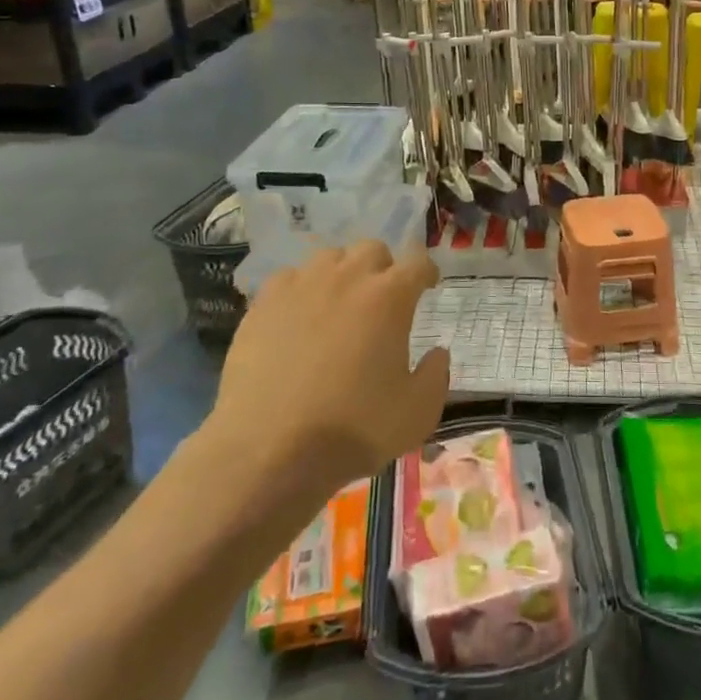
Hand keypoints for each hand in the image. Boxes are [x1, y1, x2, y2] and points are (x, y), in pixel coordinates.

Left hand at [207, 242, 448, 495]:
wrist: (269, 450)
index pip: (417, 262)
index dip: (426, 272)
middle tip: (383, 298)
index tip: (428, 286)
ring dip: (342, 272)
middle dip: (384, 267)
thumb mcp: (417, 413)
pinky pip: (289, 278)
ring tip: (340, 303)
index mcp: (390, 297)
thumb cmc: (353, 429)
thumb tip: (438, 353)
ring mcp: (301, 286)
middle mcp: (347, 278)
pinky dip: (301, 289)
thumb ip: (435, 376)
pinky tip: (299, 316)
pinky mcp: (263, 304)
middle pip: (372, 249)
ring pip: (329, 257)